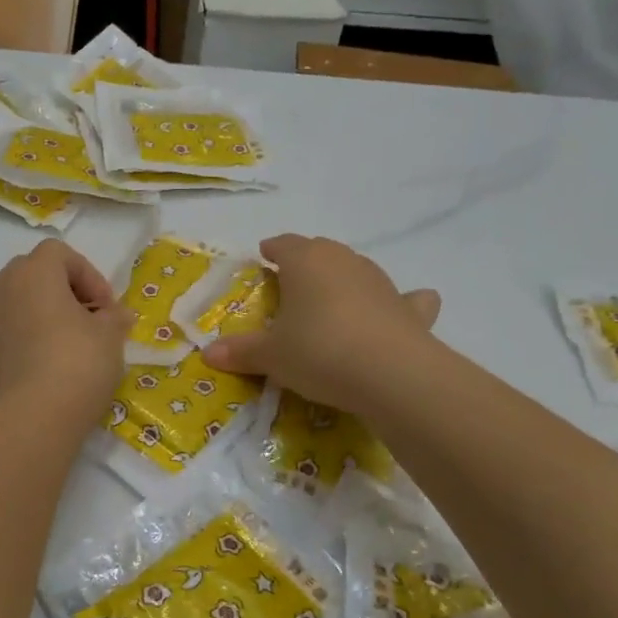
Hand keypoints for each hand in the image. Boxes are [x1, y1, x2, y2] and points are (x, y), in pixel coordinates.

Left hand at [0, 239, 130, 431]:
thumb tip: (116, 315)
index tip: (105, 309)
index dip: (87, 276)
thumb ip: (113, 318)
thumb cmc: (78, 366)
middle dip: (53, 289)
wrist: (34, 417)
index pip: (60, 254)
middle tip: (78, 322)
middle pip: (26, 271)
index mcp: (35, 273)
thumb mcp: (111, 338)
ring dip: (11, 305)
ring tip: (34, 333)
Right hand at [202, 234, 440, 413]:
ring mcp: (381, 281)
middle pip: (320, 251)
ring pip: (357, 270)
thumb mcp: (271, 356)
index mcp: (306, 261)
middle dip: (306, 264)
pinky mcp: (409, 308)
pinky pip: (404, 299)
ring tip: (331, 303)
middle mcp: (344, 260)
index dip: (272, 250)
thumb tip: (208, 353)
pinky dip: (399, 303)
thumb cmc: (318, 351)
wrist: (391, 374)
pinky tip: (400, 310)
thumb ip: (241, 351)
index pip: (283, 244)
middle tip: (291, 286)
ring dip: (344, 282)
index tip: (263, 258)